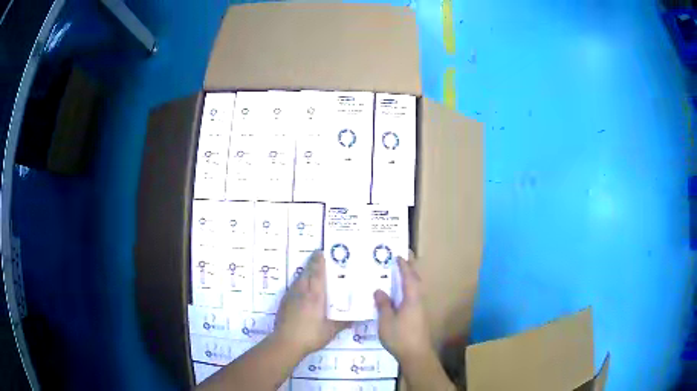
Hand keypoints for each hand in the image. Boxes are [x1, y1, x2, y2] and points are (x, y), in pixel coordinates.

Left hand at [274, 251, 348, 355]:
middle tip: (318, 258)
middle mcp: (302, 292)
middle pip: (306, 273)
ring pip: (298, 280)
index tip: (320, 252)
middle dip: (312, 264)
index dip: (319, 262)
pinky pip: (293, 288)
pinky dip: (298, 284)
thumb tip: (355, 318)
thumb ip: (343, 323)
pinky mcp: (284, 303)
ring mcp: (291, 297)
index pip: (317, 274)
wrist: (286, 342)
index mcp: (315, 296)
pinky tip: (301, 290)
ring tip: (310, 272)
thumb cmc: (311, 335)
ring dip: (304, 273)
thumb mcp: (330, 331)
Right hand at [374, 256, 431, 364]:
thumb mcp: (386, 321)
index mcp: (412, 299)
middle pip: (416, 281)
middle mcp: (418, 301)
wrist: (416, 354)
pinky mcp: (418, 317)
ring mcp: (420, 310)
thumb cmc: (400, 336)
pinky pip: (413, 297)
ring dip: (409, 280)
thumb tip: (379, 290)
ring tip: (399, 274)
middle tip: (402, 259)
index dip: (403, 266)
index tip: (398, 255)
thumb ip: (383, 305)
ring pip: (416, 290)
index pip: (409, 278)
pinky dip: (407, 290)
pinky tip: (399, 296)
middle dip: (410, 269)